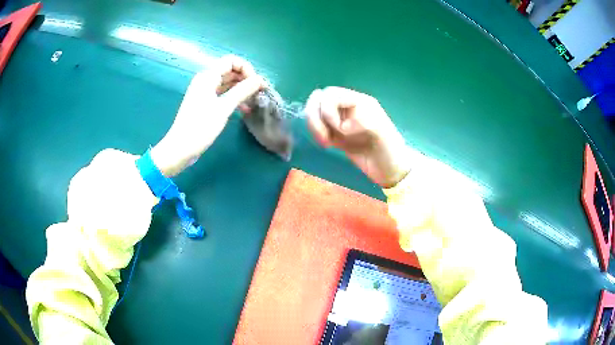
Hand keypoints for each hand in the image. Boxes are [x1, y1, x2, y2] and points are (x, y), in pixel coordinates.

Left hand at [151, 56, 264, 176]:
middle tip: (259, 93)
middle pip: (230, 71)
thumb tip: (260, 79)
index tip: (256, 83)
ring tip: (255, 101)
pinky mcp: (206, 103)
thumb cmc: (200, 127)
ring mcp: (205, 92)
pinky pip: (223, 94)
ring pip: (228, 83)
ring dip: (242, 90)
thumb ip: (242, 91)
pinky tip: (245, 109)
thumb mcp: (223, 108)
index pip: (231, 61)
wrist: (180, 148)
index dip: (246, 68)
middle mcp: (206, 80)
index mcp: (208, 77)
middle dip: (246, 79)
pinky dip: (234, 99)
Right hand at [305, 87, 410, 187]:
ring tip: (324, 142)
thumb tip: (342, 124)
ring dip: (314, 125)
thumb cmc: (390, 149)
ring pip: (315, 112)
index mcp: (359, 101)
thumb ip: (363, 120)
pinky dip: (315, 133)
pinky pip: (318, 126)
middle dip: (316, 117)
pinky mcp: (335, 135)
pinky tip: (326, 145)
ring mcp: (340, 121)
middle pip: (319, 99)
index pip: (331, 94)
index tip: (340, 129)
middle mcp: (347, 107)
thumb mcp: (381, 131)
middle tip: (324, 137)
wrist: (390, 170)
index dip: (328, 110)